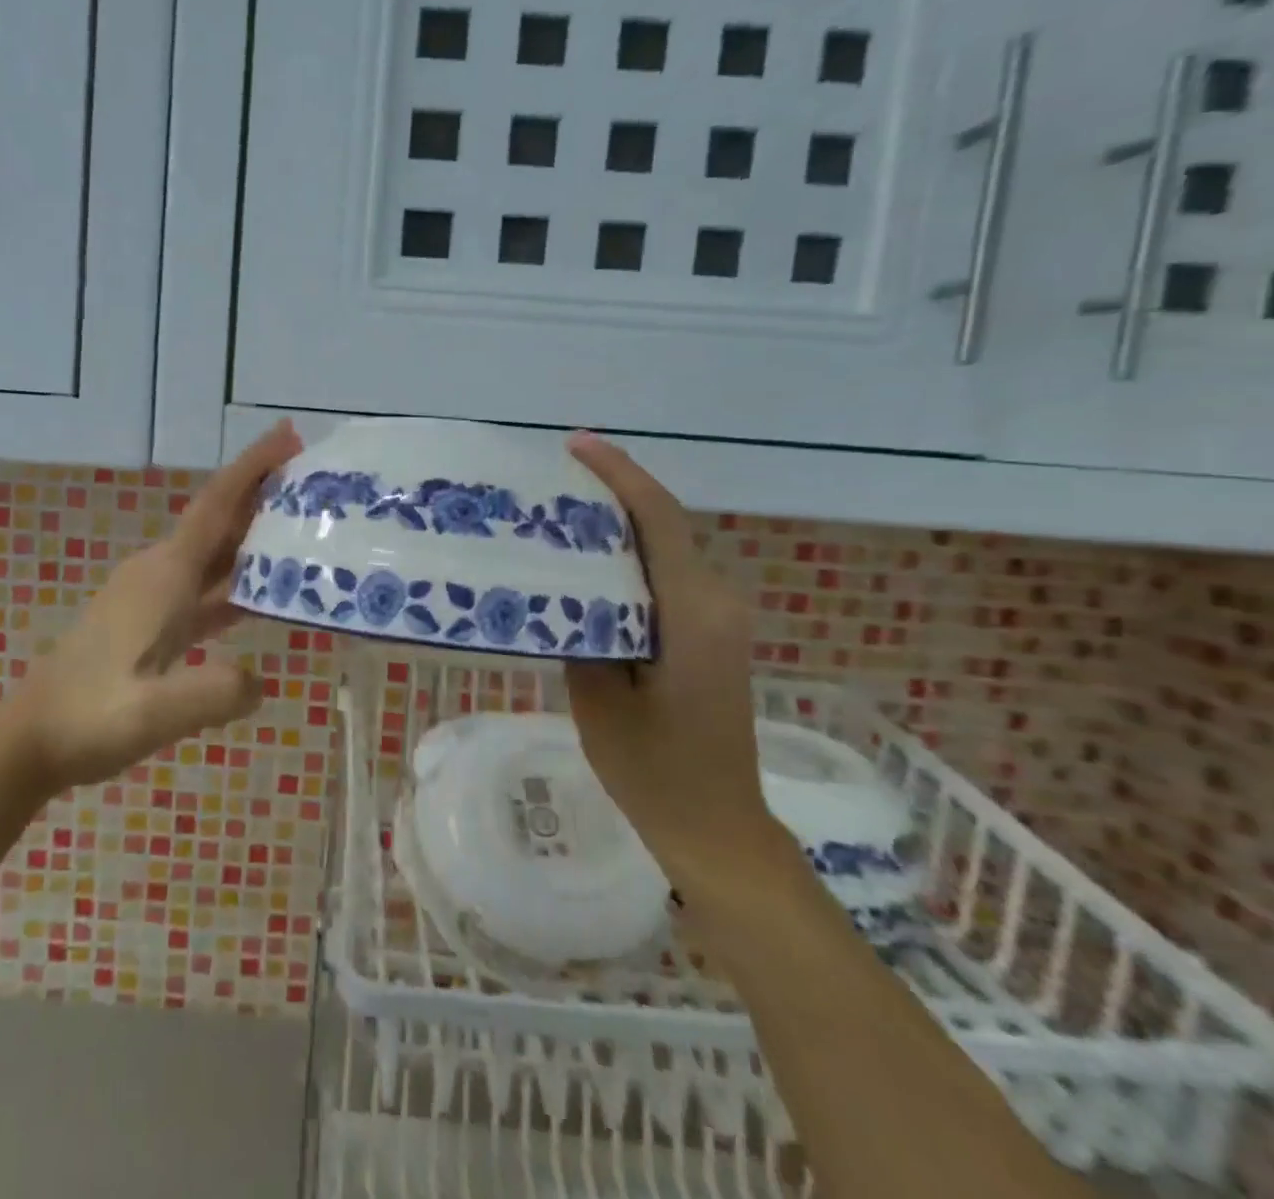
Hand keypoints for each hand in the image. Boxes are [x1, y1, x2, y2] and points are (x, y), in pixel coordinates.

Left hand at [18, 421, 302, 792]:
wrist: (30, 738)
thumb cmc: (89, 717)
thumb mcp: (154, 712)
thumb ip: (213, 693)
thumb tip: (260, 680)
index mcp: (164, 576)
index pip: (216, 505)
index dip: (253, 467)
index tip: (289, 435)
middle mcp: (159, 573)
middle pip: (218, 521)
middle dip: (262, 495)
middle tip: (316, 484)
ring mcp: (151, 597)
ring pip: (212, 553)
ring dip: (252, 537)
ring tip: (302, 530)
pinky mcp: (148, 620)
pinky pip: (203, 586)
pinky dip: (234, 579)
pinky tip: (262, 594)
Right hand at [563, 432, 784, 884]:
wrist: (716, 827)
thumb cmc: (653, 769)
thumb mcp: (597, 697)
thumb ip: (582, 627)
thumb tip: (564, 581)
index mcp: (692, 611)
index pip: (658, 519)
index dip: (619, 474)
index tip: (576, 445)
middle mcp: (716, 600)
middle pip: (664, 524)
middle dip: (613, 492)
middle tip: (552, 480)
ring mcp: (720, 617)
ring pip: (667, 548)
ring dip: (621, 524)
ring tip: (562, 514)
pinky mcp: (713, 633)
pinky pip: (670, 575)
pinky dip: (632, 557)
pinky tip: (590, 564)